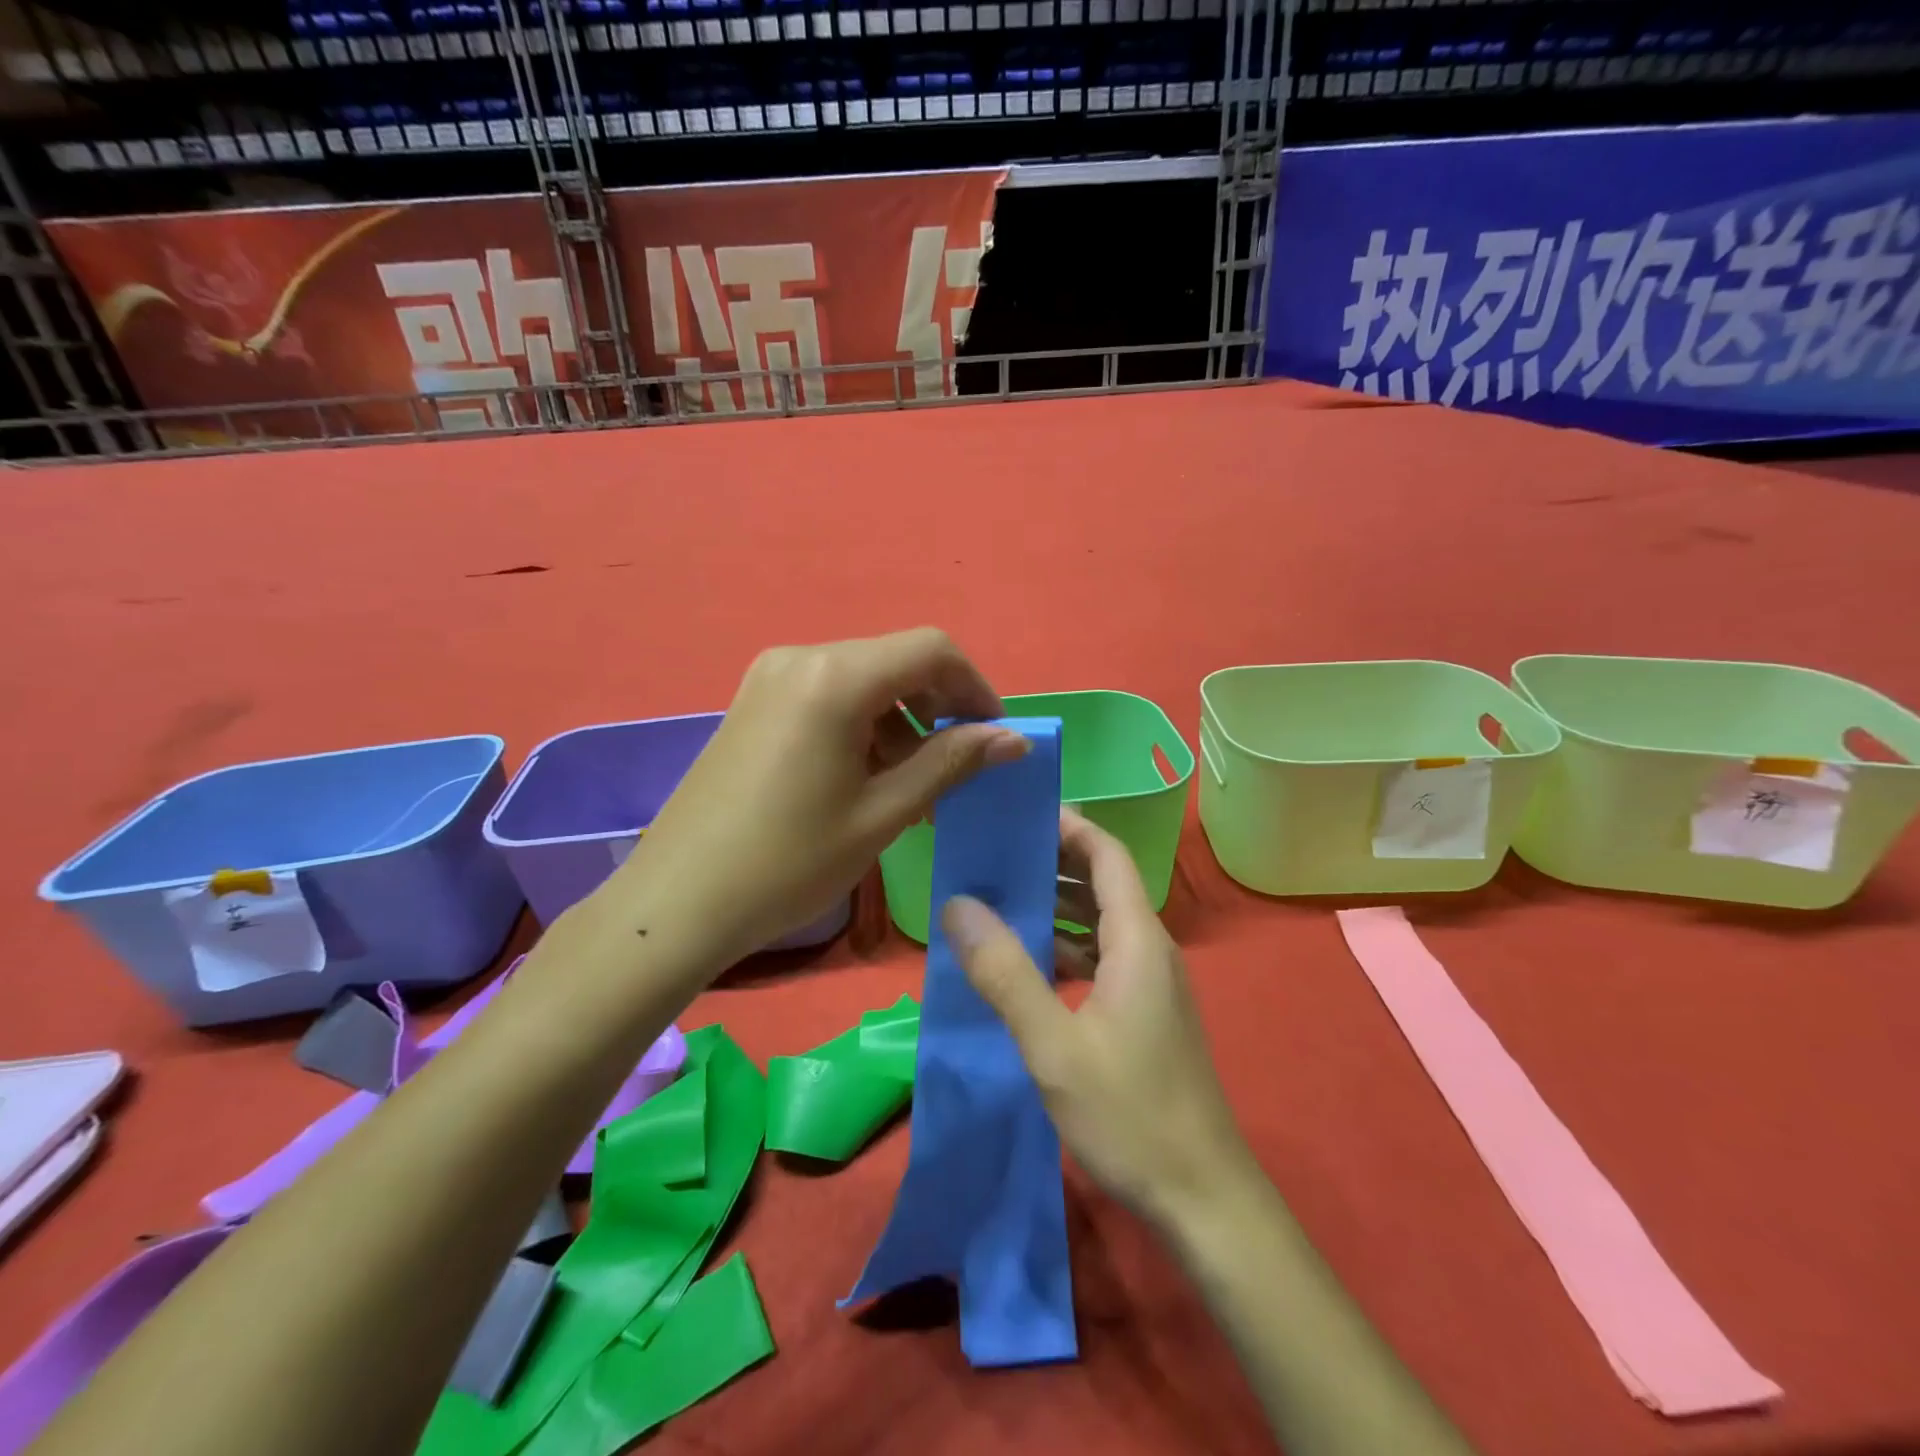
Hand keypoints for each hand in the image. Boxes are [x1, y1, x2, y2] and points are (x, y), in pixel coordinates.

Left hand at [607, 628, 1026, 966]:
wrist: (678, 902)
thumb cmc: (789, 861)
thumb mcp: (883, 812)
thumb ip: (951, 763)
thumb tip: (1015, 739)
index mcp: (835, 676)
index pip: (932, 650)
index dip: (976, 688)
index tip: (996, 737)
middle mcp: (801, 657)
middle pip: (896, 662)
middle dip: (939, 708)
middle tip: (960, 769)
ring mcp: (770, 678)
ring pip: (864, 681)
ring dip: (902, 723)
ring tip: (916, 788)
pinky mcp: (754, 703)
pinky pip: (828, 698)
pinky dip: (864, 728)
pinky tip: (869, 779)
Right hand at [942, 810, 1254, 1231]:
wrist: (1204, 1199)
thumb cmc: (1131, 1114)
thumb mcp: (1055, 1044)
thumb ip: (1006, 972)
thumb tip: (958, 904)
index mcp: (1137, 939)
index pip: (1107, 853)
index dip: (1068, 825)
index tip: (1017, 812)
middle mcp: (1149, 949)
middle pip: (1102, 882)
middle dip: (1051, 861)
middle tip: (991, 854)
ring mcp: (1151, 983)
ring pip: (1099, 923)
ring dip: (1054, 906)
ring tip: (996, 899)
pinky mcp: (1145, 1013)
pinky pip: (1101, 958)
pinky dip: (1064, 947)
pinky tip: (1025, 964)